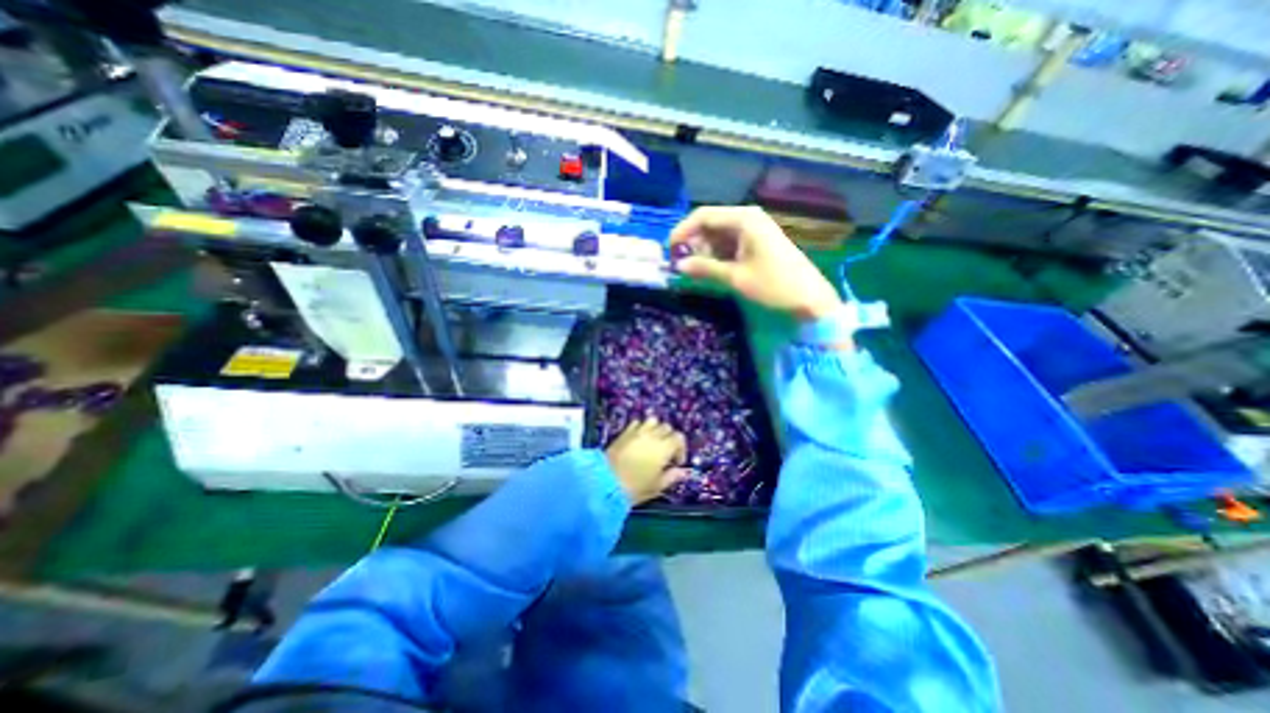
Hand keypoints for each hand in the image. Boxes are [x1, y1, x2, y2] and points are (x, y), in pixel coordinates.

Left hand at [602, 419, 685, 503]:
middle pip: (667, 427)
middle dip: (669, 438)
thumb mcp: (657, 486)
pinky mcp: (624, 432)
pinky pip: (637, 423)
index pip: (679, 438)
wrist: (605, 483)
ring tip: (652, 442)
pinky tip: (639, 440)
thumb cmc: (635, 487)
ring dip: (656, 429)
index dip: (681, 449)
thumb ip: (672, 476)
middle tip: (665, 453)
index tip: (676, 462)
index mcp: (664, 448)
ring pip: (653, 421)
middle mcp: (652, 435)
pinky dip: (641, 428)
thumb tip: (682, 471)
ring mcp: (637, 431)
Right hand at [666, 203, 840, 317]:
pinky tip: (709, 270)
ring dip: (703, 251)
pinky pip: (729, 245)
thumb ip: (705, 269)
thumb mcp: (736, 278)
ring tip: (692, 271)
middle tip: (679, 265)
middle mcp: (747, 219)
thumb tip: (678, 266)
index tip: (669, 251)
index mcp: (743, 219)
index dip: (682, 232)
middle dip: (692, 243)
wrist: (810, 299)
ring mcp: (753, 231)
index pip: (703, 216)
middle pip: (709, 224)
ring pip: (718, 236)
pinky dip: (716, 256)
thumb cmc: (774, 285)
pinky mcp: (756, 244)